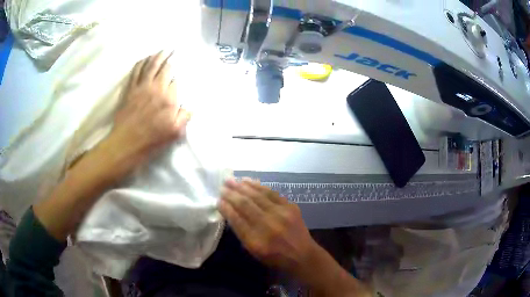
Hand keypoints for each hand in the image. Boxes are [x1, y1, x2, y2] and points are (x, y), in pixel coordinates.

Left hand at [107, 51, 189, 167]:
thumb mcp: (174, 133)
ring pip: (150, 65)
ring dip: (157, 56)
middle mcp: (156, 88)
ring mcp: (141, 87)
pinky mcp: (130, 89)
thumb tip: (190, 107)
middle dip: (169, 57)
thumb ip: (184, 117)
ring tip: (162, 50)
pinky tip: (144, 59)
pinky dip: (141, 63)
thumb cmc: (151, 140)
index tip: (180, 67)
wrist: (126, 143)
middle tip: (173, 50)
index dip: (177, 72)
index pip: (175, 79)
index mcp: (168, 98)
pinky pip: (136, 71)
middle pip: (164, 67)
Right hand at [219, 179, 371, 296]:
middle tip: (222, 185)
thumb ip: (241, 232)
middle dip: (232, 193)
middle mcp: (268, 225)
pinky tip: (249, 181)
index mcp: (256, 241)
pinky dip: (258, 186)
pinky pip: (271, 192)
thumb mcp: (254, 251)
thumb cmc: (274, 256)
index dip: (226, 208)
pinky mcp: (290, 207)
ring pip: (257, 195)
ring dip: (242, 186)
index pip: (237, 220)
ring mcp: (281, 214)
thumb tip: (230, 212)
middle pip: (245, 205)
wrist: (302, 254)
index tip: (218, 200)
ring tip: (232, 180)